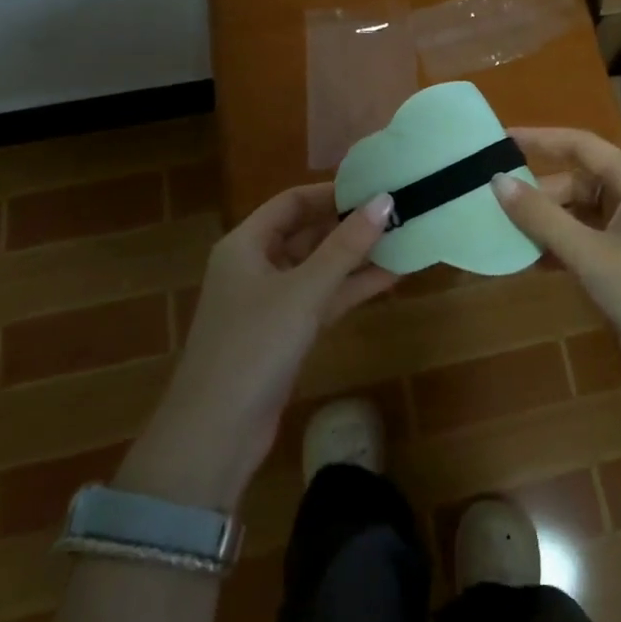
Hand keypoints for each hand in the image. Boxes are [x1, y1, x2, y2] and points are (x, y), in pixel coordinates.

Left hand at [115, 184, 396, 508]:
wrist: (216, 434)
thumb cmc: (254, 346)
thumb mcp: (304, 290)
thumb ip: (346, 246)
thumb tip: (385, 200)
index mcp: (246, 244)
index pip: (292, 202)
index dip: (332, 192)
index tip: (375, 187)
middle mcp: (256, 266)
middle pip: (308, 232)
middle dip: (350, 224)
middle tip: (398, 212)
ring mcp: (272, 301)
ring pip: (320, 267)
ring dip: (357, 257)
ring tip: (404, 238)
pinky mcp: (287, 333)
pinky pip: (324, 298)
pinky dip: (353, 288)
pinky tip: (392, 276)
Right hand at [493, 126, 620, 346]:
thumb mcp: (587, 254)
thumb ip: (541, 217)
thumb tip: (498, 181)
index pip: (580, 145)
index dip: (540, 139)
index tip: (502, 140)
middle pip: (578, 181)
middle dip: (539, 194)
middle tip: (498, 207)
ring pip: (583, 210)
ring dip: (550, 222)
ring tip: (510, 235)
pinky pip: (592, 233)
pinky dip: (566, 242)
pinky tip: (536, 260)